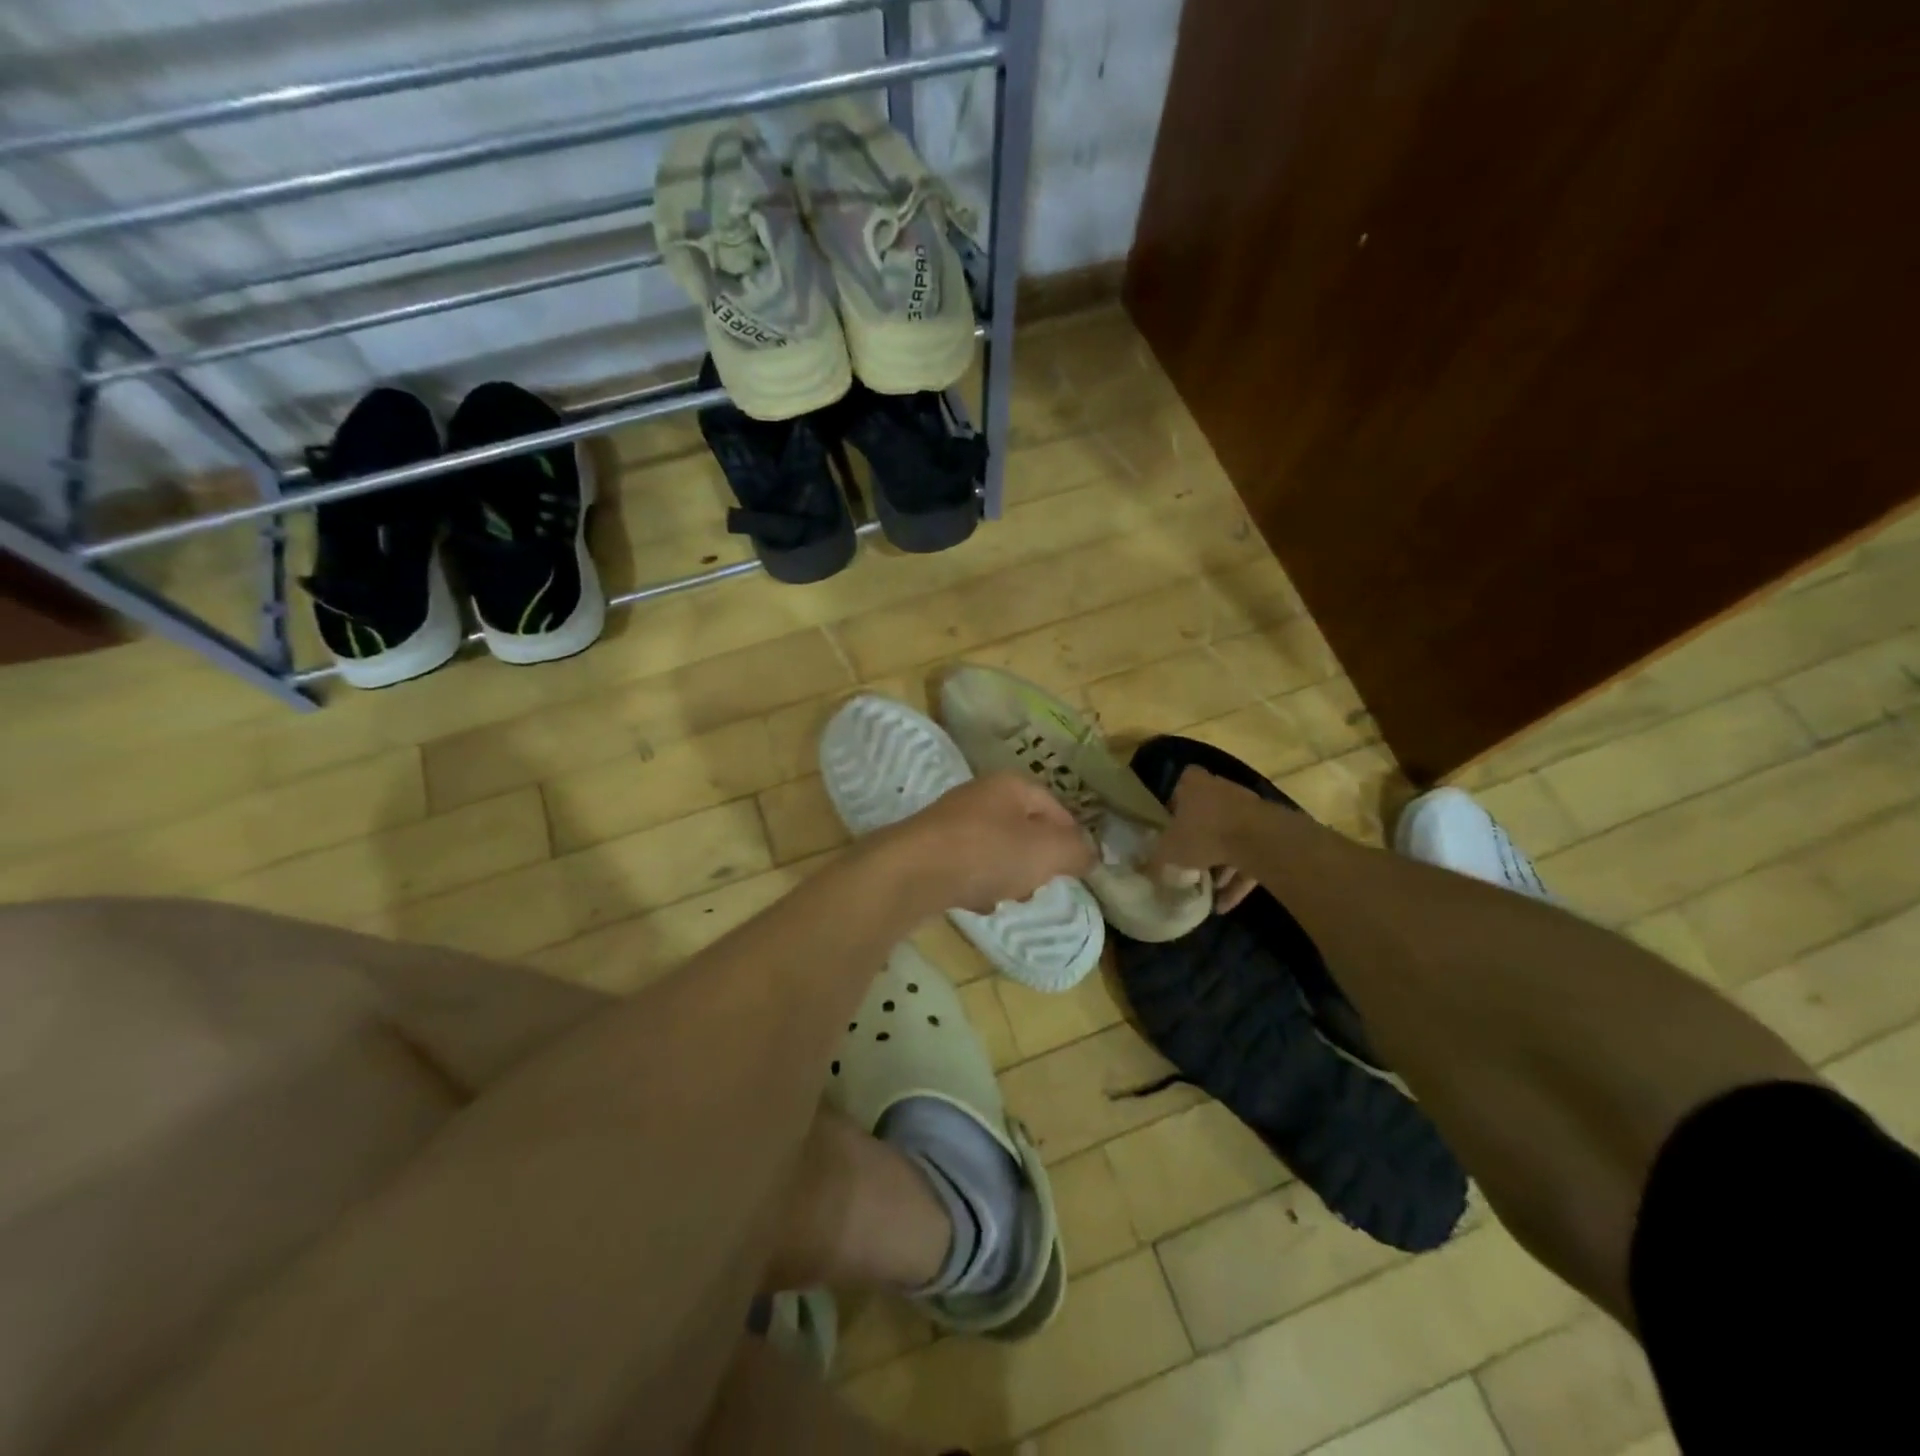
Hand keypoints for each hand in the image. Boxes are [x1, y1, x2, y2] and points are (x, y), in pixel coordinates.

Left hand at [882, 772, 1096, 914]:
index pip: (1054, 806)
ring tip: (1008, 897)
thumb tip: (1090, 854)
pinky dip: (977, 884)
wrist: (911, 873)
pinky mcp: (930, 850)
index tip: (1078, 867)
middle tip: (1040, 883)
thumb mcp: (1047, 852)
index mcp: (1010, 785)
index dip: (1071, 836)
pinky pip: (967, 867)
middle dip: (1037, 859)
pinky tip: (978, 903)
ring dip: (1007, 874)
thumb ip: (1076, 851)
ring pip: (996, 849)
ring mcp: (951, 823)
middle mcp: (979, 796)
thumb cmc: (987, 853)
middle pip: (1024, 828)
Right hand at [1148, 767, 1263, 912]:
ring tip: (1210, 890)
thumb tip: (1146, 869)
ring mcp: (1248, 810)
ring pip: (1230, 837)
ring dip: (1221, 863)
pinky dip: (1238, 878)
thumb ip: (1156, 859)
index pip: (1182, 784)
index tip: (1171, 824)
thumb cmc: (1203, 834)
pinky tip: (1226, 904)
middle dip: (1200, 837)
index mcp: (1195, 785)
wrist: (1257, 840)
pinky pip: (1249, 856)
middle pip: (1208, 812)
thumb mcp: (1168, 850)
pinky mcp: (1269, 833)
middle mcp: (1222, 790)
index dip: (1176, 803)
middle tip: (1189, 860)